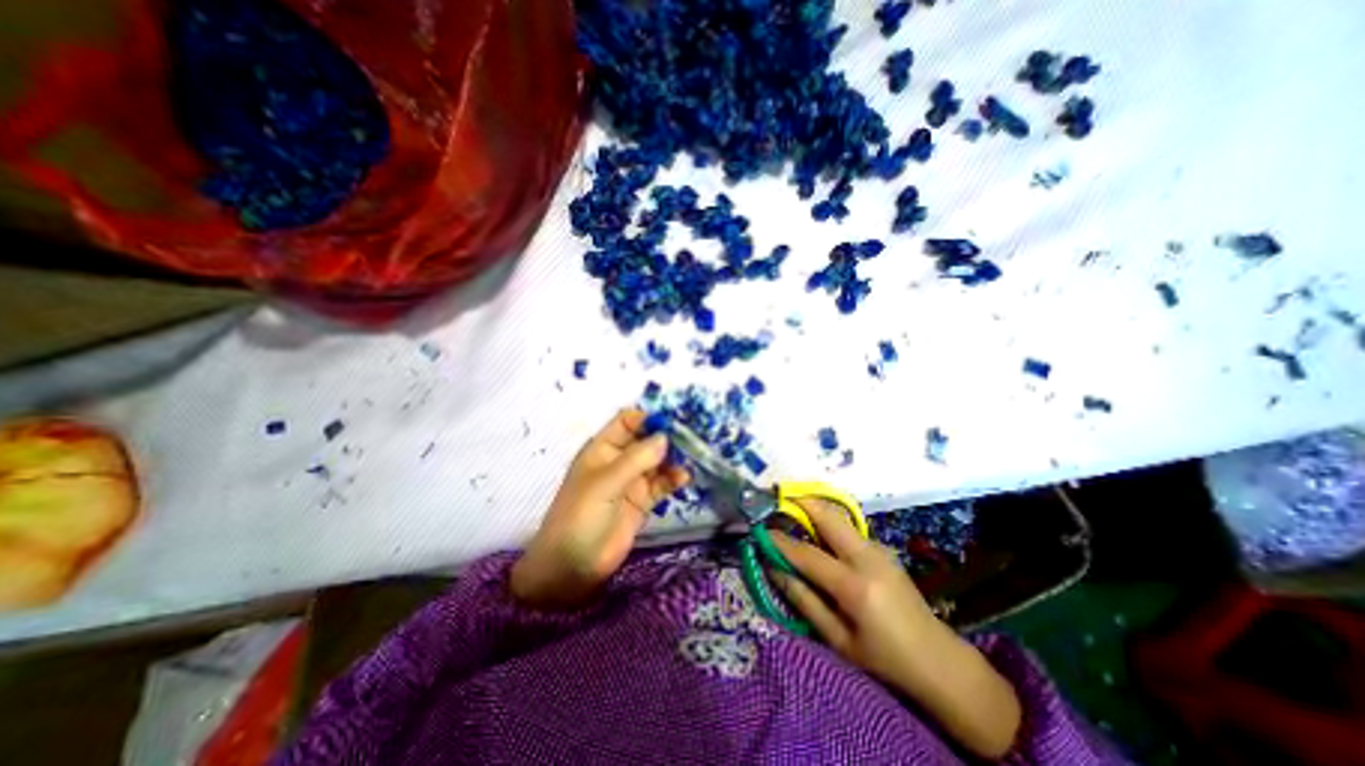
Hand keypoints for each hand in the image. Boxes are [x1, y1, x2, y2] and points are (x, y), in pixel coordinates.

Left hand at [506, 409, 687, 608]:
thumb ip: (636, 460)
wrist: (572, 568)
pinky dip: (673, 479)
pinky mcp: (642, 501)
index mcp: (603, 448)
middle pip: (646, 439)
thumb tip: (665, 436)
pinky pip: (662, 483)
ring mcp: (632, 481)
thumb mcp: (605, 484)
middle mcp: (619, 460)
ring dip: (673, 458)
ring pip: (657, 461)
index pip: (628, 422)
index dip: (649, 418)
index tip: (673, 421)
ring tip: (692, 458)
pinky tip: (684, 479)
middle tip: (692, 438)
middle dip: (667, 437)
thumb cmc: (580, 517)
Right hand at [768, 498, 938, 685]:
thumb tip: (775, 570)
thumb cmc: (885, 659)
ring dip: (814, 510)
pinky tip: (817, 534)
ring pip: (839, 518)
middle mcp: (867, 558)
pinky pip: (848, 529)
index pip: (807, 554)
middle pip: (828, 517)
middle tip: (777, 500)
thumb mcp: (838, 639)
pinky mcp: (883, 549)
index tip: (760, 532)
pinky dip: (828, 523)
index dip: (780, 542)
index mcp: (855, 586)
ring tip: (791, 511)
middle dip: (801, 503)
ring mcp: (879, 549)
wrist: (939, 660)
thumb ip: (804, 600)